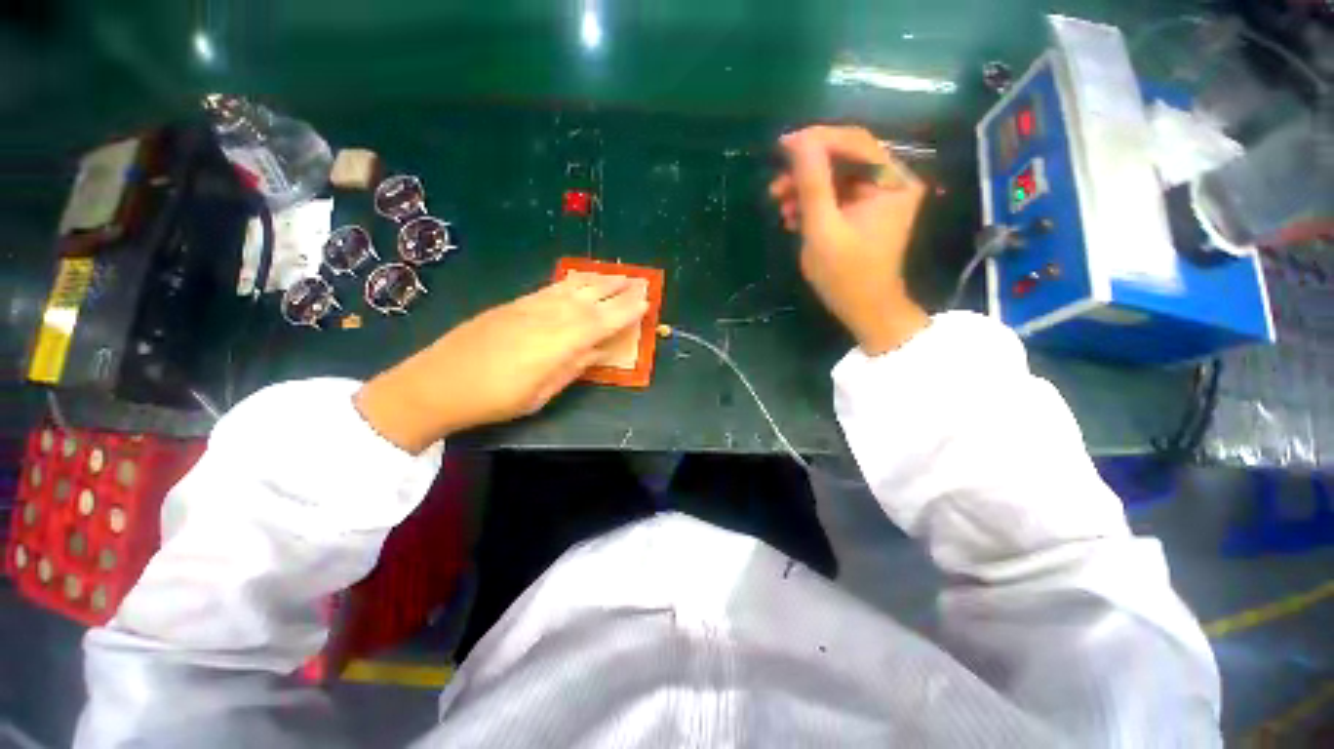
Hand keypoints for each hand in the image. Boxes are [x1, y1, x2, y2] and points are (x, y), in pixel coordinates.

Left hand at [354, 275, 648, 452]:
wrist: (438, 382)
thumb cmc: (496, 398)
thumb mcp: (542, 392)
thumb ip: (573, 367)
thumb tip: (597, 351)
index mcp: (560, 341)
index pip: (603, 320)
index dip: (626, 310)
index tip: (646, 300)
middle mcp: (549, 316)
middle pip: (591, 297)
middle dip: (618, 288)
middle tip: (639, 281)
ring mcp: (529, 306)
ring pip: (572, 287)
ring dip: (598, 281)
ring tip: (616, 276)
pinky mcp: (514, 303)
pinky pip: (552, 287)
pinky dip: (572, 282)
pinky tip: (579, 281)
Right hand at [769, 125, 929, 354]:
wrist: (864, 309)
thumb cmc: (845, 275)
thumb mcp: (823, 229)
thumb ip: (812, 184)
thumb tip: (799, 141)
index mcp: (892, 182)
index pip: (855, 143)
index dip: (817, 140)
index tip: (782, 146)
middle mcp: (892, 181)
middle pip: (845, 159)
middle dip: (807, 171)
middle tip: (776, 187)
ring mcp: (881, 197)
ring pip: (838, 178)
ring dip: (806, 189)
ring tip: (780, 206)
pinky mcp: (868, 211)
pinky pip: (838, 196)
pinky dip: (814, 203)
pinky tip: (793, 217)